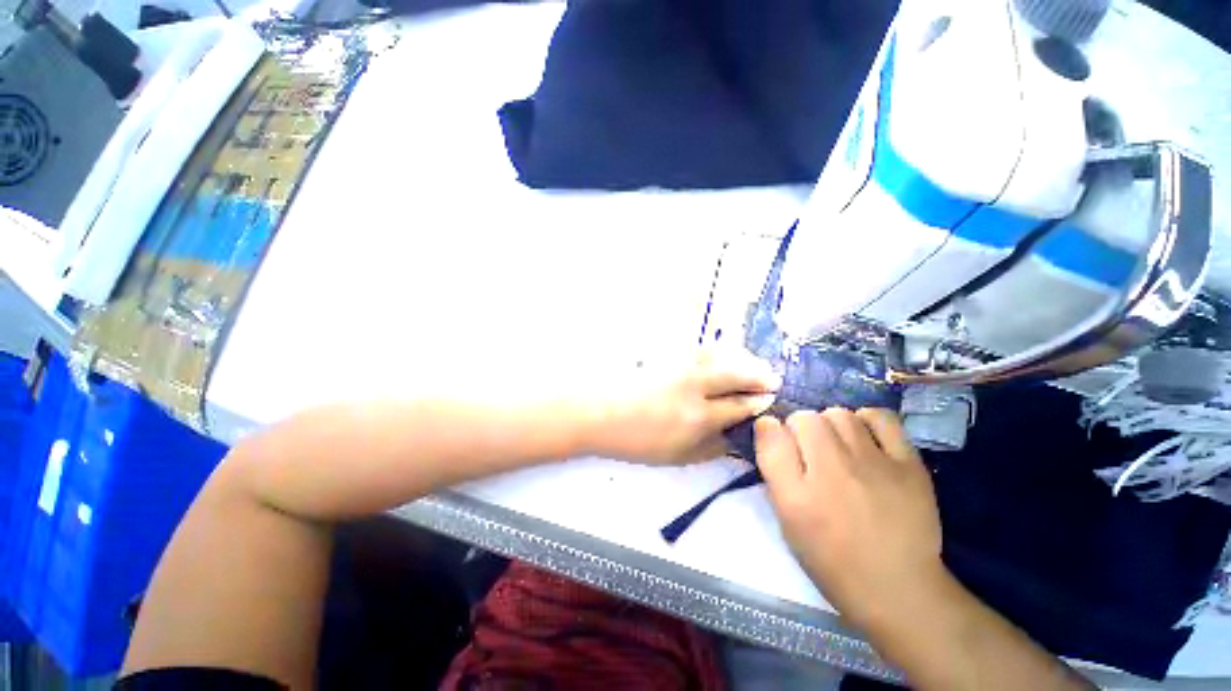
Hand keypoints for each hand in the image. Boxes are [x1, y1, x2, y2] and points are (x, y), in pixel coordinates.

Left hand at [588, 349, 781, 463]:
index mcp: (698, 418)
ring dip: (742, 359)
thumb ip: (710, 448)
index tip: (770, 400)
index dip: (758, 403)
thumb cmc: (636, 441)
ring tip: (754, 364)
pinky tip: (724, 355)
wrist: (600, 413)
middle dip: (759, 376)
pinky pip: (701, 349)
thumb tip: (735, 438)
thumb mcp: (677, 456)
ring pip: (720, 356)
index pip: (740, 406)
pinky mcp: (667, 354)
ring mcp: (679, 366)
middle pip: (736, 375)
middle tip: (773, 378)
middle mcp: (694, 387)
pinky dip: (719, 351)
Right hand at [755, 408, 944, 631]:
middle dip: (799, 428)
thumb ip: (774, 471)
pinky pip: (880, 418)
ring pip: (838, 414)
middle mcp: (832, 472)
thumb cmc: (831, 558)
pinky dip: (867, 420)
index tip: (777, 440)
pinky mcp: (909, 464)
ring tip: (837, 444)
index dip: (770, 430)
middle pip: (804, 418)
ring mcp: (874, 465)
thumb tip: (768, 428)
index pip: (770, 433)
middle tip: (810, 449)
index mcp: (796, 494)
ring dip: (830, 425)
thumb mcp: (787, 520)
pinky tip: (865, 438)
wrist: (897, 587)